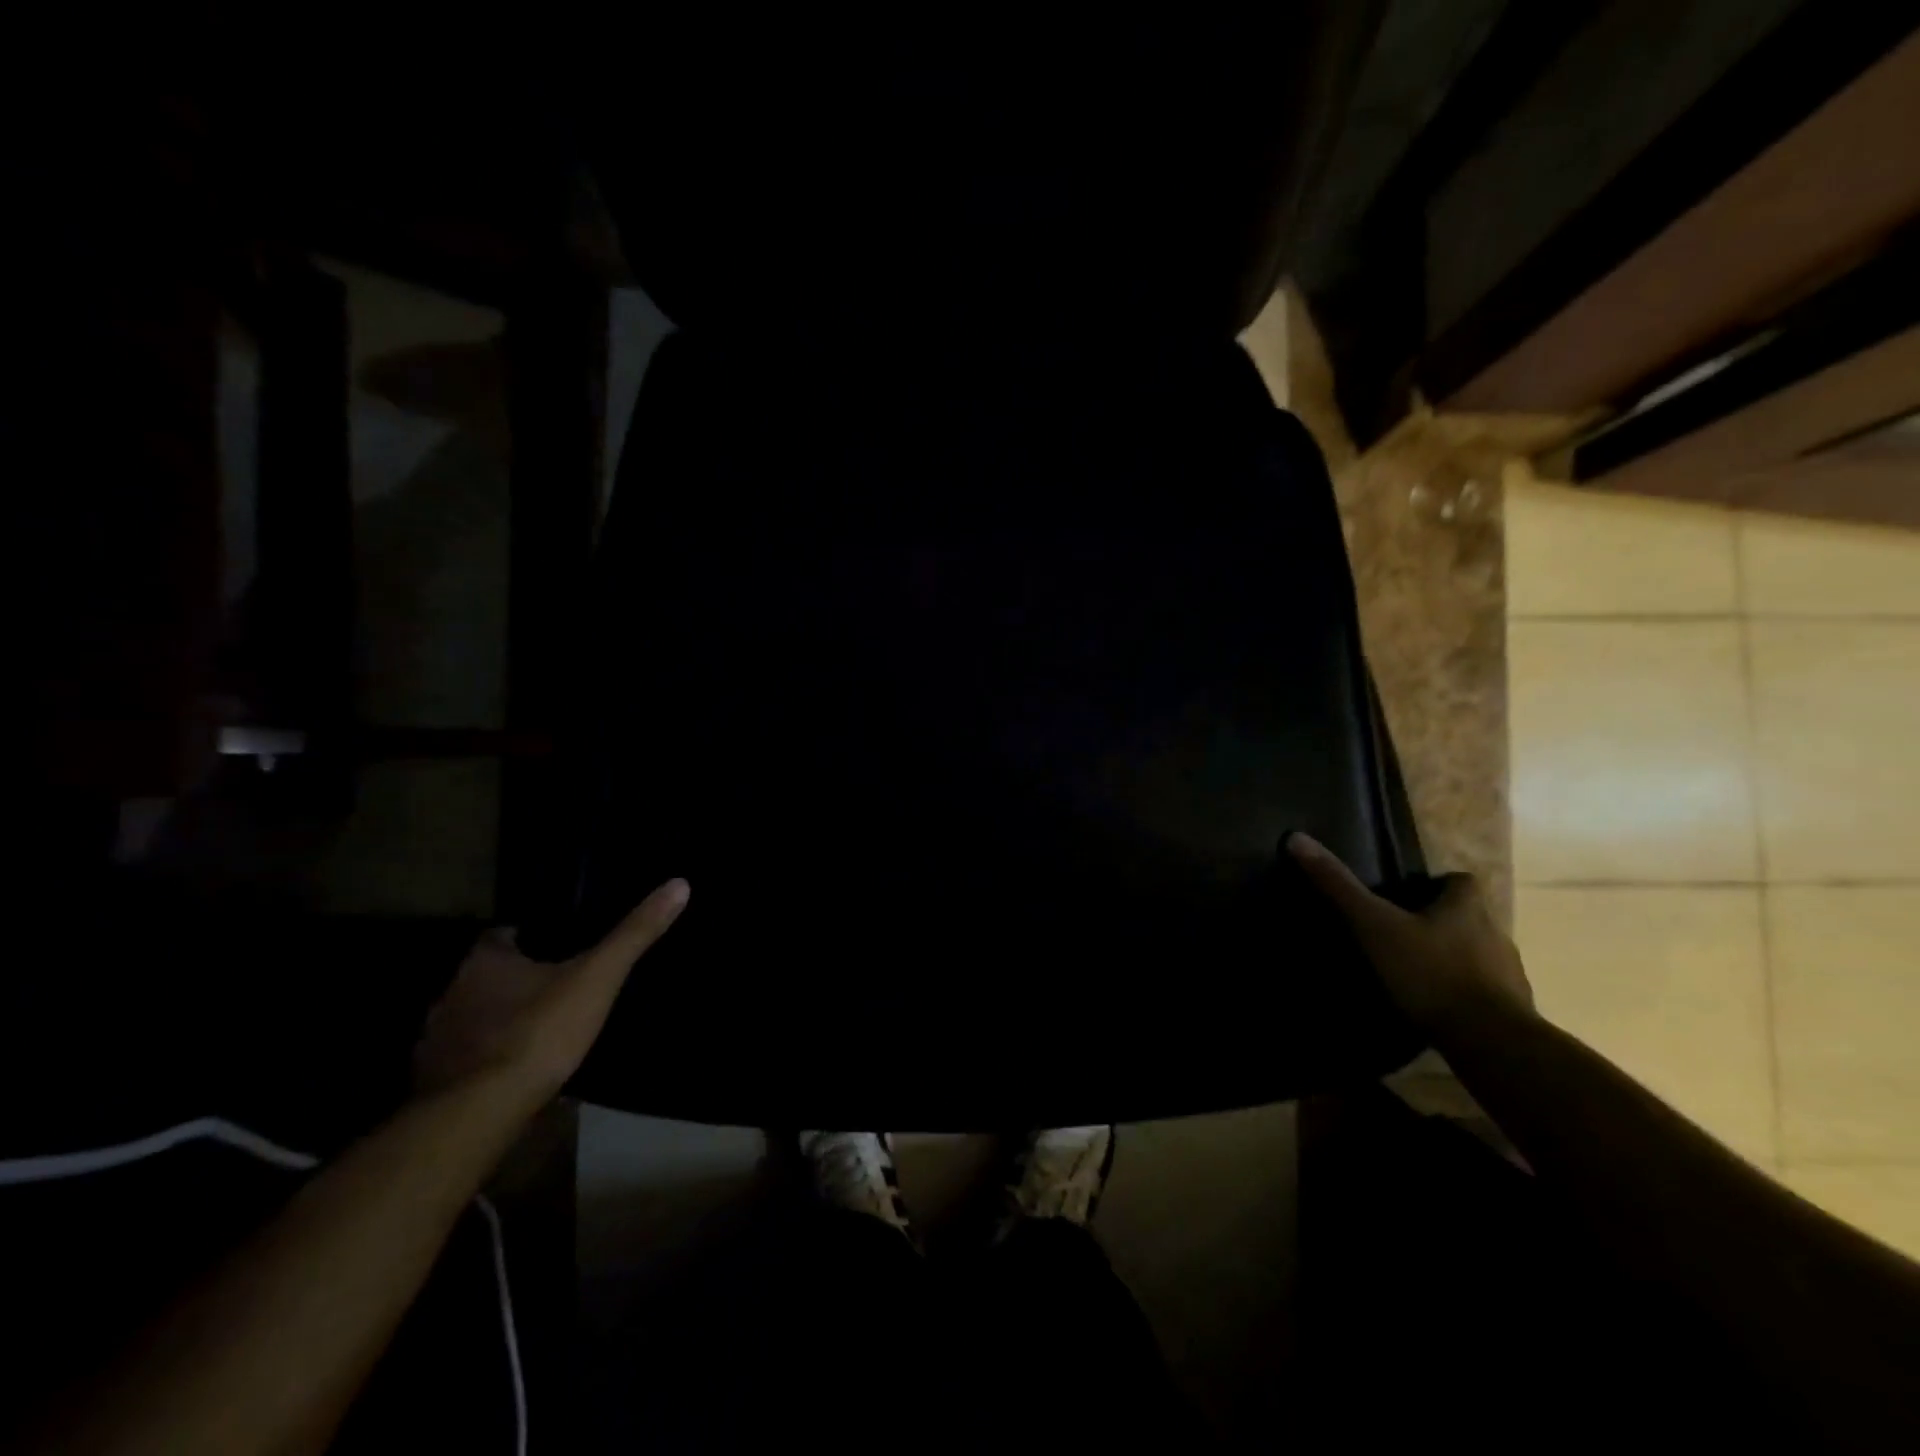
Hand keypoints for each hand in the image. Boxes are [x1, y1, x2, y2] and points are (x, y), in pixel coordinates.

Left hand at [414, 879, 689, 1100]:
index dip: (529, 939)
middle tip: (553, 988)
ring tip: (534, 1029)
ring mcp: (436, 1038)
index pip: (503, 936)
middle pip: (485, 976)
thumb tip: (678, 884)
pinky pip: (461, 1056)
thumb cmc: (540, 1032)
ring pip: (471, 1016)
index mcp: (486, 960)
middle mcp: (452, 991)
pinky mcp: (431, 1078)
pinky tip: (507, 1069)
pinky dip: (482, 1057)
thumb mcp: (598, 977)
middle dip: (513, 980)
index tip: (557, 946)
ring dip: (495, 1019)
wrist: (480, 1111)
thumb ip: (634, 934)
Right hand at [1287, 833, 1531, 1036]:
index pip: (1461, 881)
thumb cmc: (1430, 972)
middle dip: (1440, 923)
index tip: (1408, 894)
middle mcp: (1494, 934)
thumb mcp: (1375, 926)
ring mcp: (1507, 975)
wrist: (1491, 1042)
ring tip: (1414, 973)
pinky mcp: (1512, 1012)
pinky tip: (1435, 1007)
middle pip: (1469, 918)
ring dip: (1452, 959)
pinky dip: (1462, 995)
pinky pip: (1484, 993)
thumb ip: (1339, 887)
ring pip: (1478, 955)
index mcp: (1466, 909)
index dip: (1437, 883)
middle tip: (1400, 933)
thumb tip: (1297, 839)